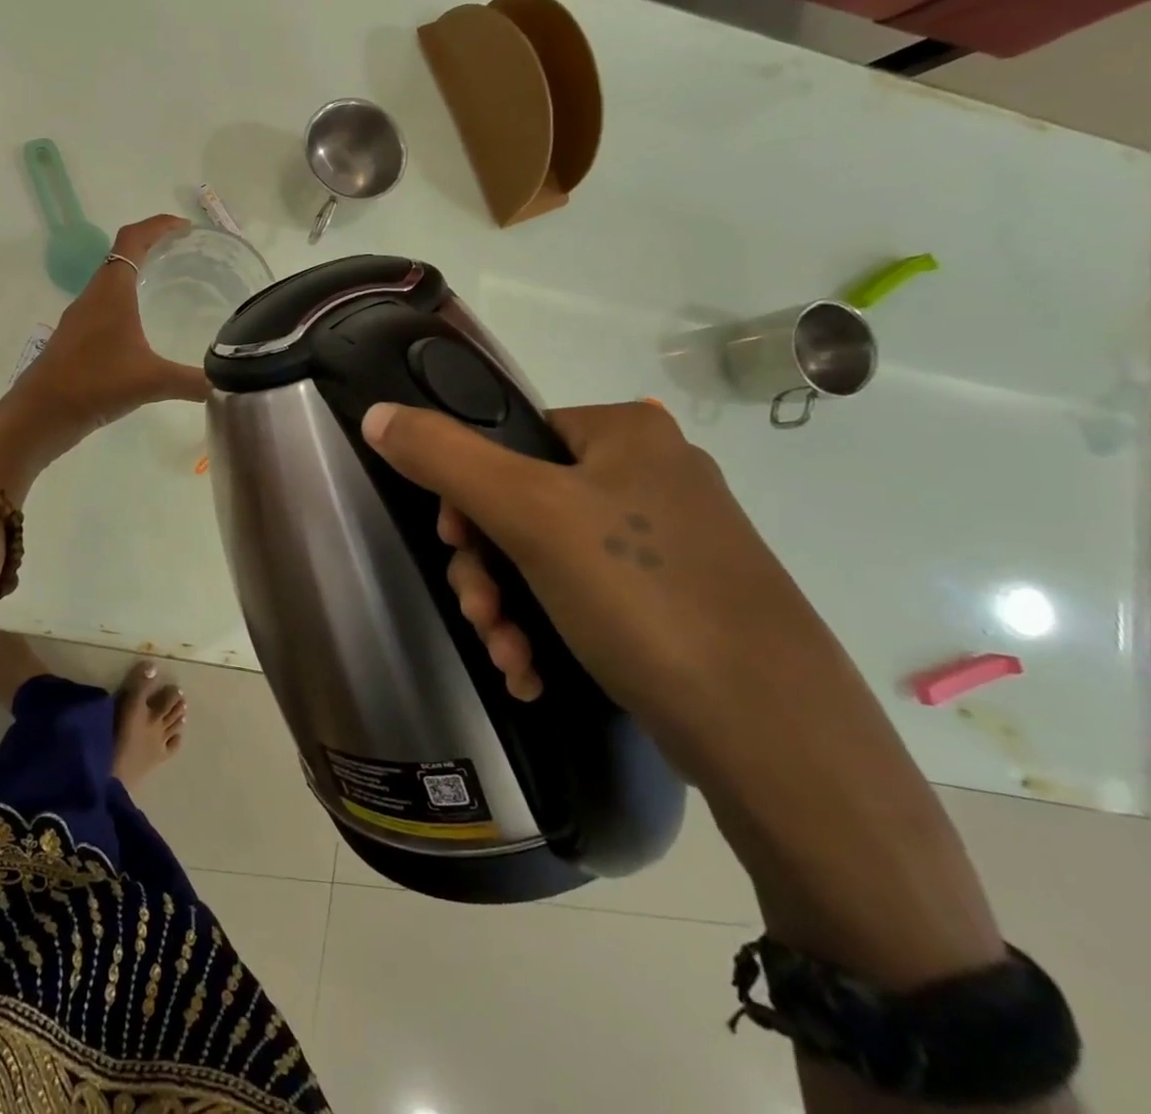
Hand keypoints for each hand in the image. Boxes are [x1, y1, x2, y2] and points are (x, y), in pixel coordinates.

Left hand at [9, 215, 210, 442]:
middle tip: (186, 256)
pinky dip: (127, 304)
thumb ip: (192, 381)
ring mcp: (81, 318)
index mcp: (112, 290)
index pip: (133, 238)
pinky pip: (105, 307)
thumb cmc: (95, 383)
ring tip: (170, 288)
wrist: (41, 413)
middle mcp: (94, 296)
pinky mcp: (76, 339)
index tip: (186, 228)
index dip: (159, 225)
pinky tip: (144, 330)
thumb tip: (226, 384)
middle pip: (122, 255)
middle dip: (153, 248)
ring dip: (138, 276)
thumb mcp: (152, 381)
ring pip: (111, 283)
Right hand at [359, 399, 829, 733]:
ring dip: (510, 609)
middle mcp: (651, 474)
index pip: (509, 438)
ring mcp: (669, 542)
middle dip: (487, 569)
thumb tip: (376, 414)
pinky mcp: (677, 602)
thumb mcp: (529, 515)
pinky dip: (548, 631)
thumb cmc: (642, 595)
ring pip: (548, 559)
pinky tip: (535, 674)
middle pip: (522, 504)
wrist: (774, 736)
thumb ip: (444, 457)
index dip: (466, 493)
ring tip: (510, 658)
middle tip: (481, 616)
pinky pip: (587, 597)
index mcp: (625, 432)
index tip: (456, 546)